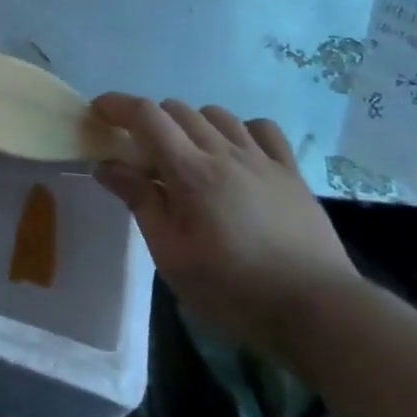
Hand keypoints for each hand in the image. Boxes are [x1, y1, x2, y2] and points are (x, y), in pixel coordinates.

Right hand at [91, 96, 361, 362]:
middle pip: (178, 110)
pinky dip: (238, 130)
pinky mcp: (291, 172)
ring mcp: (262, 159)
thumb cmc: (233, 290)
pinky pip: (261, 129)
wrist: (318, 312)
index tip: (98, 111)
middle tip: (140, 154)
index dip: (117, 105)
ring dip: (191, 124)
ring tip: (186, 155)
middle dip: (150, 120)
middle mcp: (225, 152)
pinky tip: (234, 153)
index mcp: (190, 171)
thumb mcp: (171, 255)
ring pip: (217, 114)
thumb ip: (140, 202)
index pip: (146, 115)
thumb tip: (107, 165)